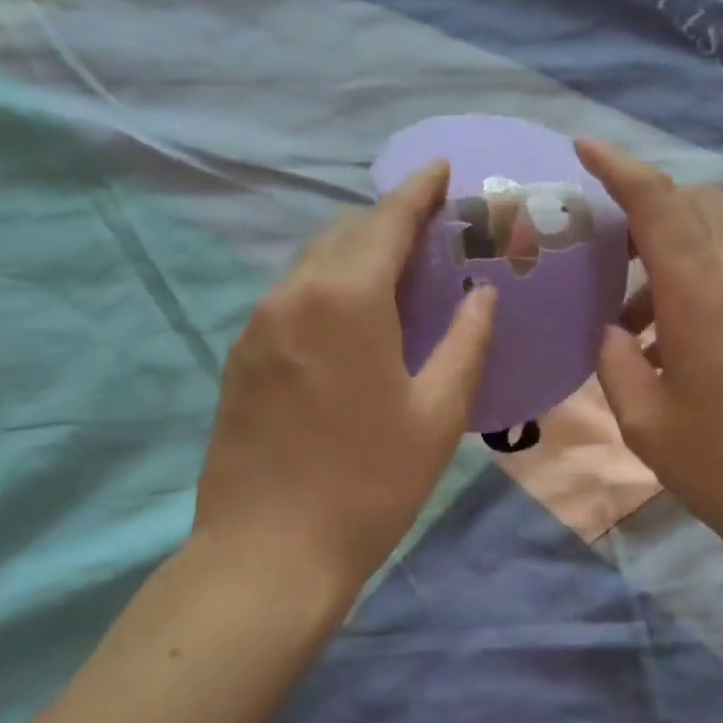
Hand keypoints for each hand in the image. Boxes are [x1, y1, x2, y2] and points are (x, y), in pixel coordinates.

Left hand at [191, 164, 495, 606]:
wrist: (268, 553)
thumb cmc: (369, 484)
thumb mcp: (437, 415)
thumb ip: (465, 342)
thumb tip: (481, 295)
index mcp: (345, 299)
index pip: (386, 221)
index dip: (417, 191)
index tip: (441, 169)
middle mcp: (292, 295)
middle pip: (344, 234)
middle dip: (388, 221)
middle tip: (432, 231)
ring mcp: (258, 326)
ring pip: (313, 264)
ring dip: (356, 255)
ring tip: (398, 272)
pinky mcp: (241, 357)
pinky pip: (292, 298)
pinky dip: (328, 288)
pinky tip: (352, 319)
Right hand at [577, 139, 722, 584]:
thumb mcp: (646, 424)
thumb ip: (617, 365)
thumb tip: (613, 333)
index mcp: (703, 299)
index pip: (660, 205)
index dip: (620, 167)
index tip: (584, 147)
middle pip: (696, 207)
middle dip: (644, 208)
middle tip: (602, 245)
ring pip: (717, 242)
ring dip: (668, 258)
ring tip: (629, 322)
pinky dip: (693, 287)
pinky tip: (671, 348)